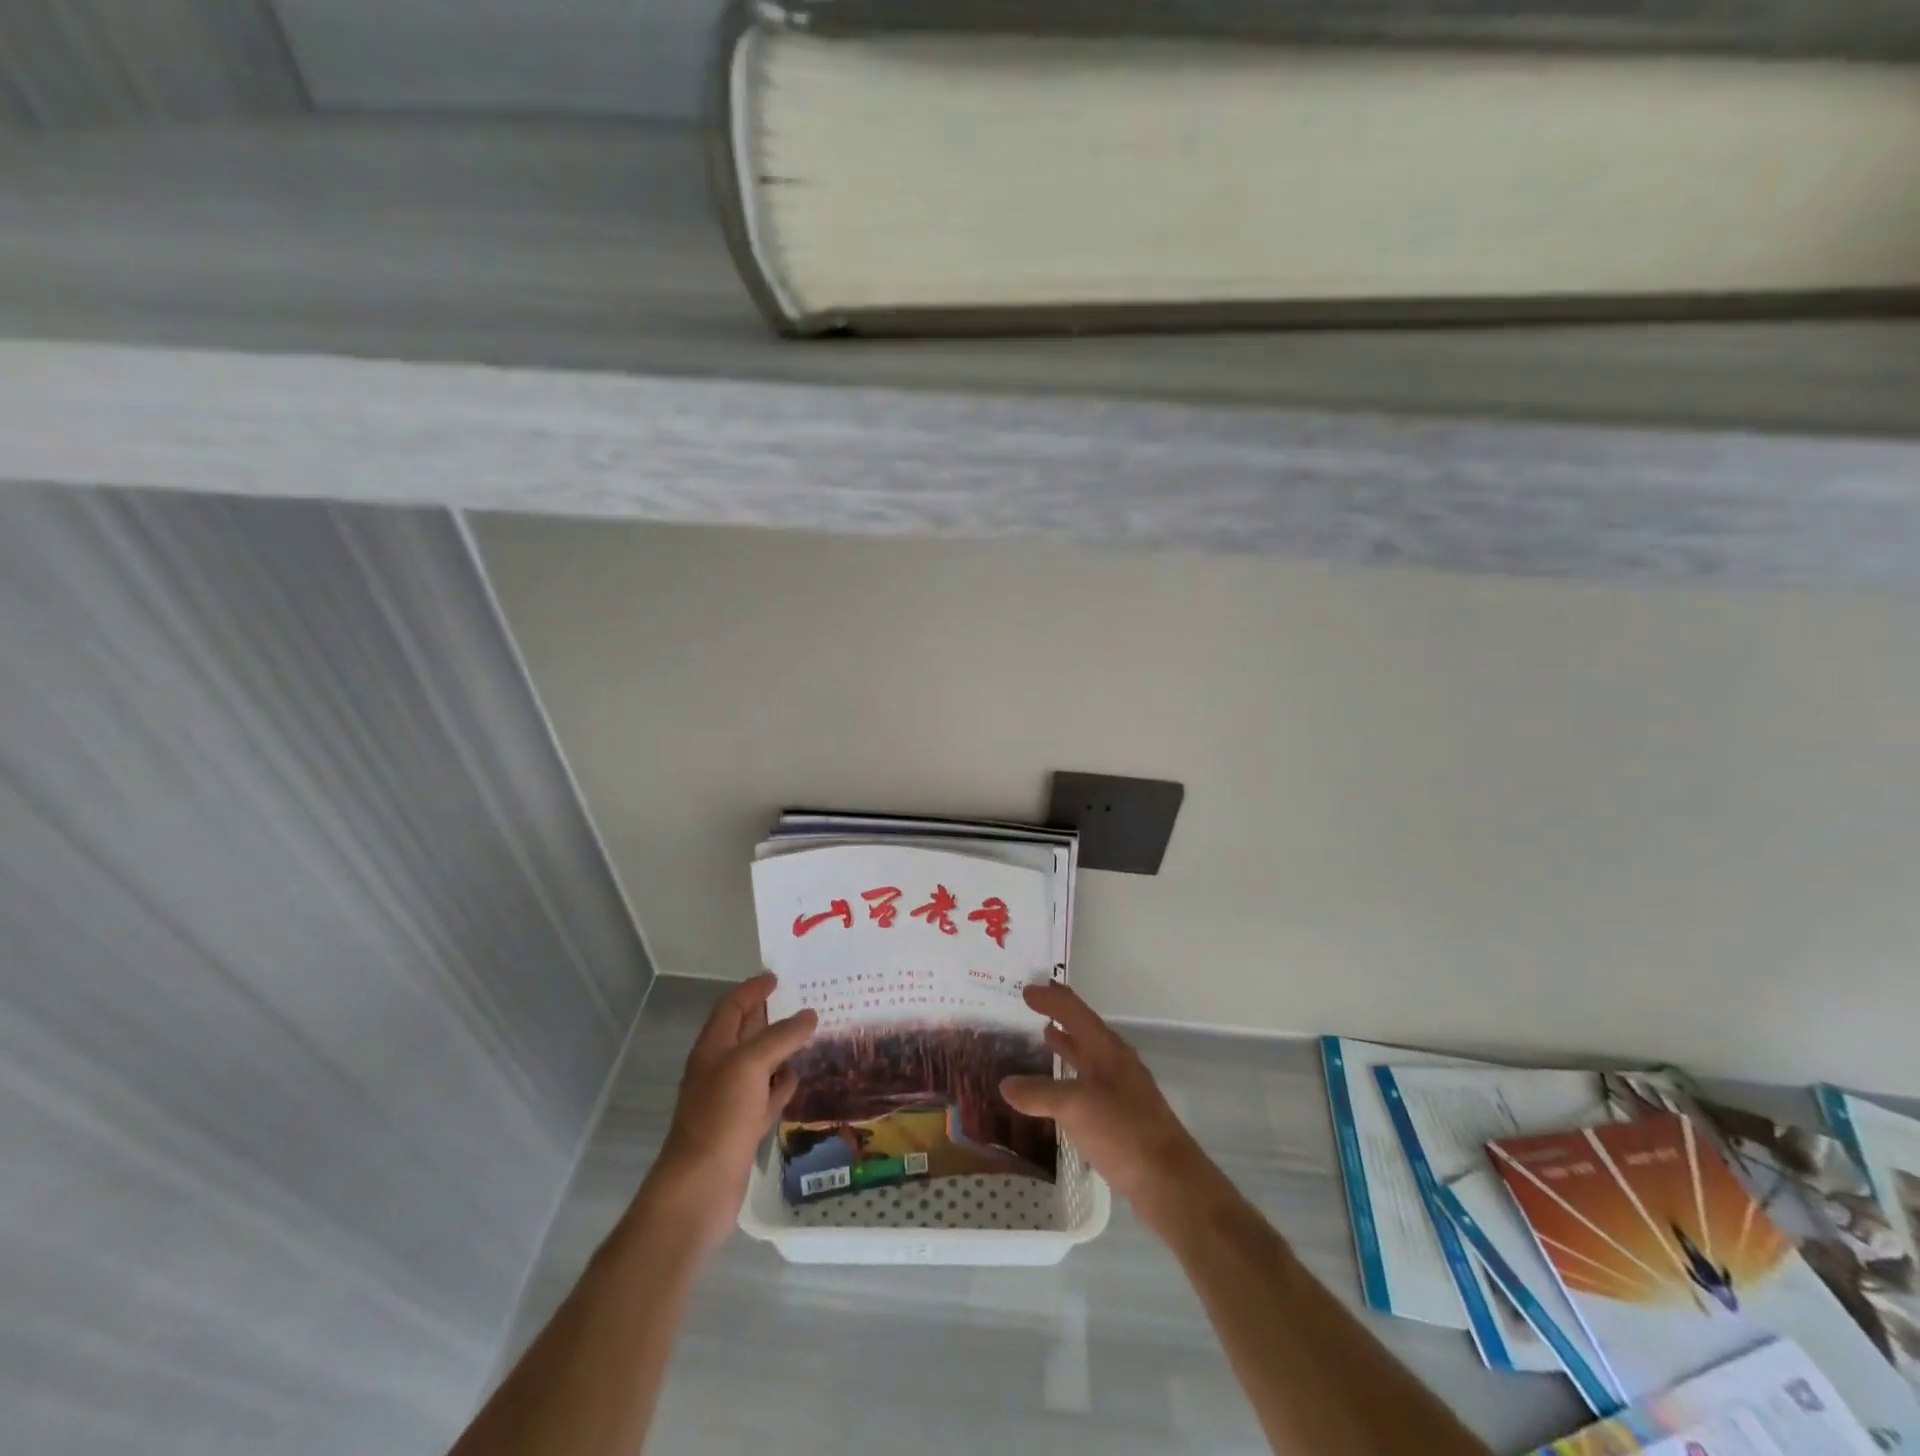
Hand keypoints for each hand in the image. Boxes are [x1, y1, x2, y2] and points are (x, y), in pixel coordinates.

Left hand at [635, 973, 816, 1256]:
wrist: (700, 1189)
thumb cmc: (720, 1117)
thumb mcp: (750, 1065)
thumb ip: (781, 1037)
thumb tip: (809, 1015)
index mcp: (713, 1049)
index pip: (732, 1007)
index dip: (752, 990)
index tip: (778, 976)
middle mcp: (720, 1069)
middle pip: (747, 1032)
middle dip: (772, 1014)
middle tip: (807, 998)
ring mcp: (731, 1100)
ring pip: (760, 1063)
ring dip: (783, 1048)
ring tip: (814, 1032)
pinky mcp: (743, 1127)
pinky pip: (768, 1095)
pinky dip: (784, 1083)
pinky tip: (801, 1076)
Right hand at [1000, 983, 1217, 1227]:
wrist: (1169, 1180)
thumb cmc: (1123, 1131)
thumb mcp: (1074, 1107)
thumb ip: (1039, 1093)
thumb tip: (1005, 1085)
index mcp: (1106, 1048)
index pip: (1074, 1010)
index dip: (1050, 998)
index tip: (1025, 989)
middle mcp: (1115, 1061)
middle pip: (1084, 1028)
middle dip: (1059, 1015)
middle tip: (1031, 1007)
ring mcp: (1122, 1088)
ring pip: (1089, 1055)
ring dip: (1067, 1044)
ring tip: (1043, 1037)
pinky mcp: (1123, 1114)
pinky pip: (1090, 1082)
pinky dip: (1071, 1076)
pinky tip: (1059, 1090)